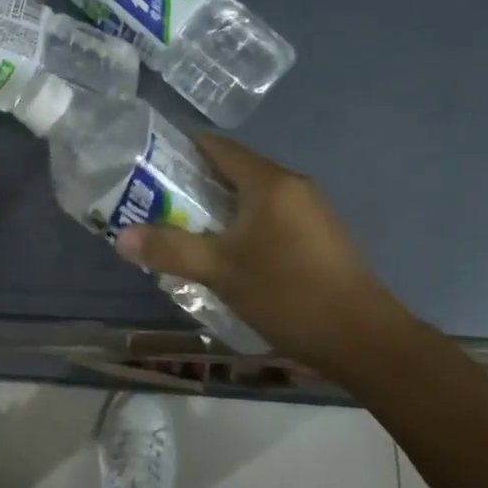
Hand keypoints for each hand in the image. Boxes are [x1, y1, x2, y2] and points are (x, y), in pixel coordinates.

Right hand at [113, 134, 403, 368]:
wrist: (366, 341)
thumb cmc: (289, 293)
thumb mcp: (221, 271)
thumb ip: (170, 249)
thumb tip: (121, 237)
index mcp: (268, 181)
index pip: (216, 146)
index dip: (180, 148)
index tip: (147, 162)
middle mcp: (292, 185)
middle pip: (234, 169)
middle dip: (194, 182)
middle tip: (156, 200)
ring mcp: (311, 210)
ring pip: (253, 195)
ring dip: (219, 206)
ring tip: (184, 227)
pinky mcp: (320, 236)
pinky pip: (271, 215)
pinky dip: (244, 223)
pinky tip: (228, 252)